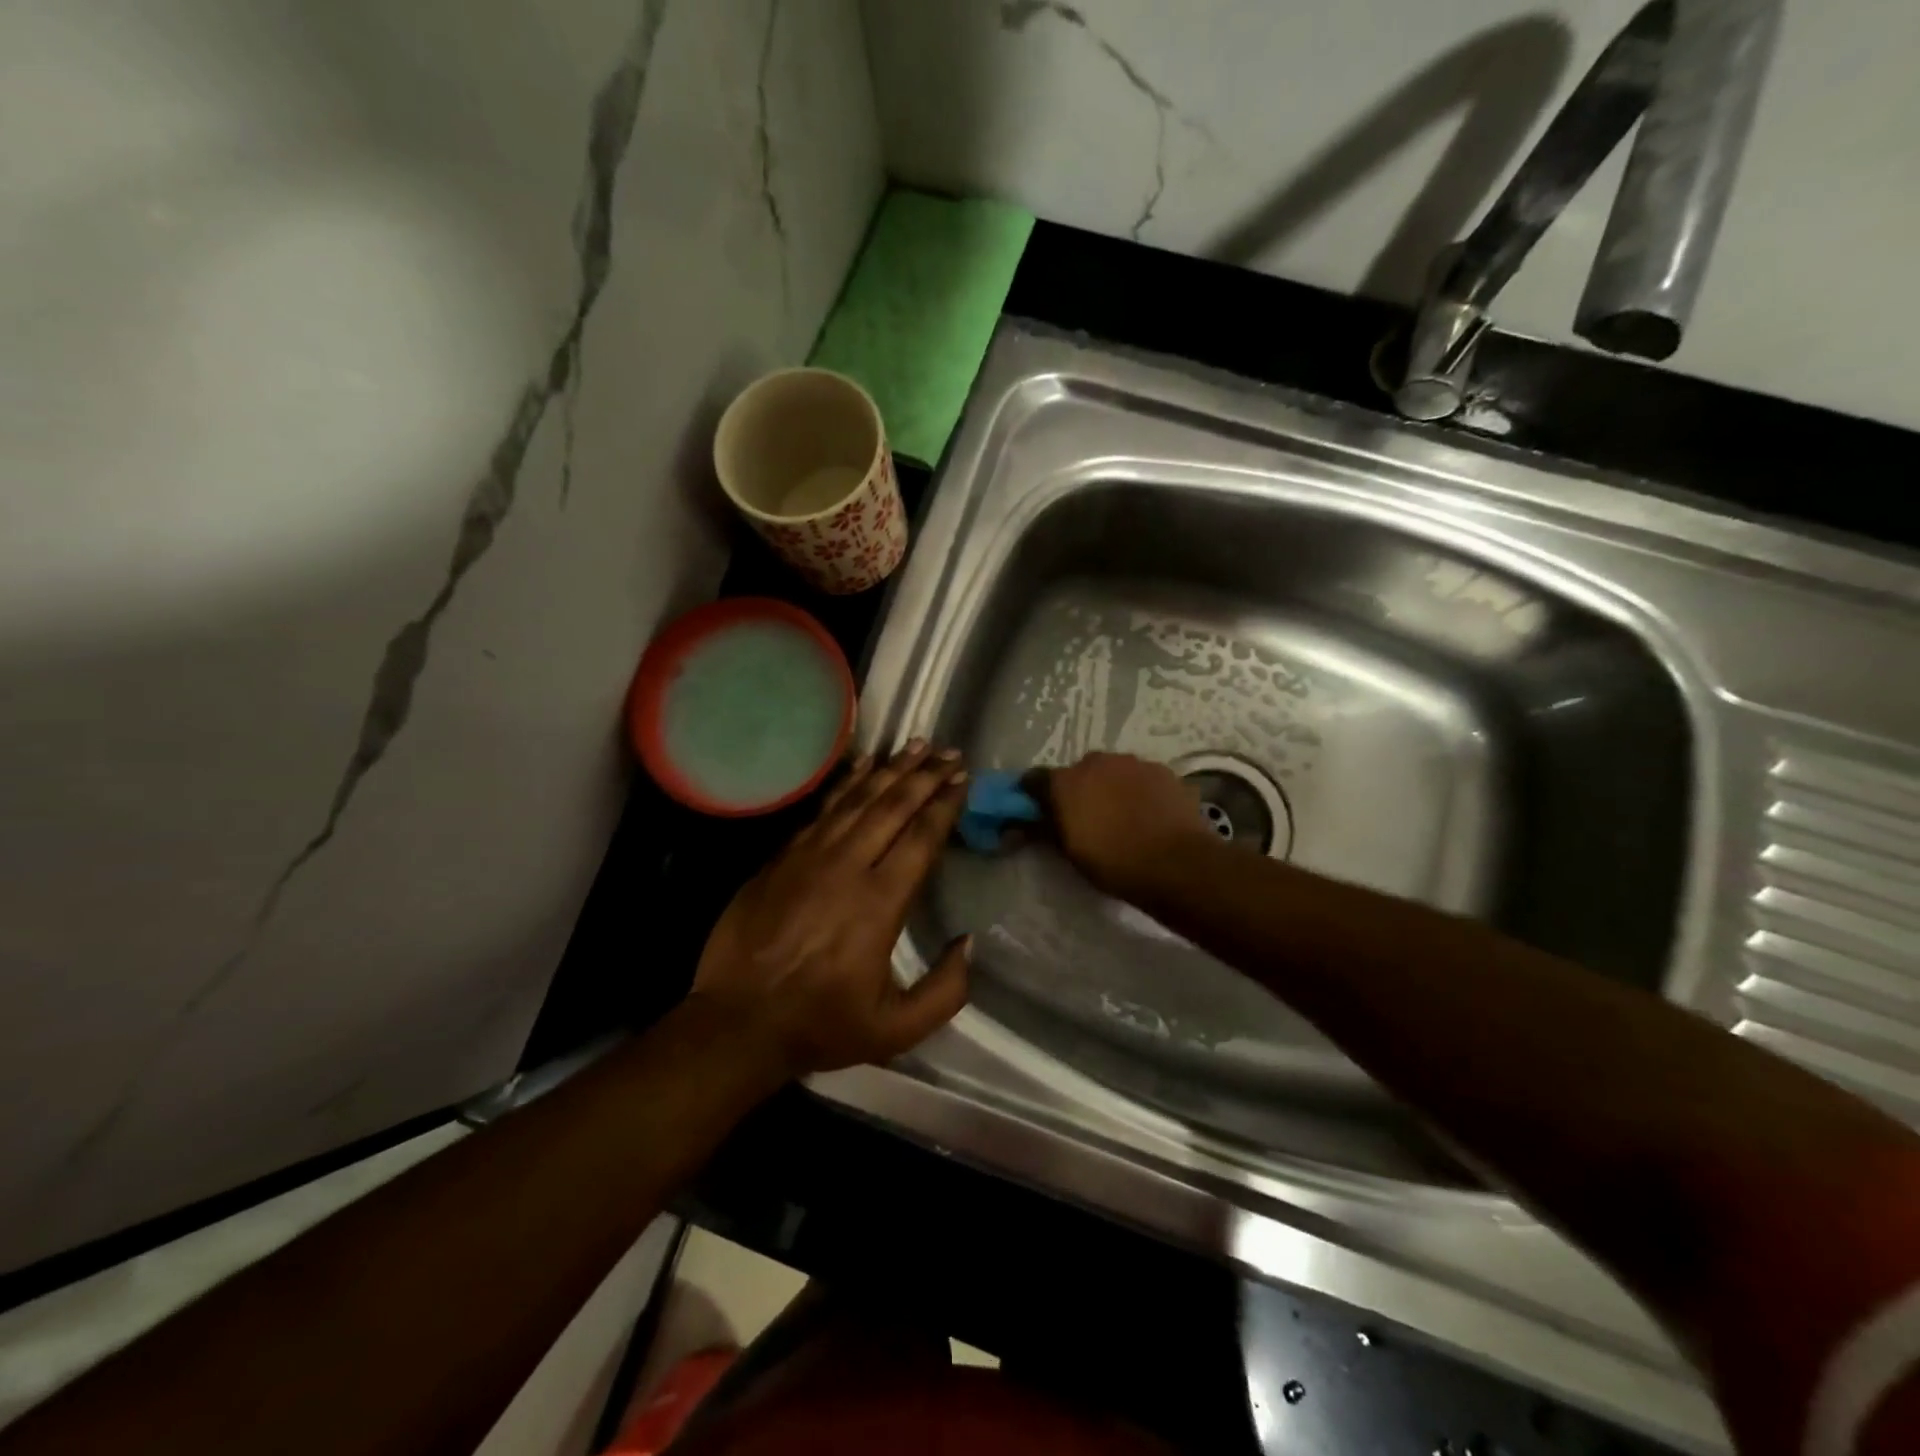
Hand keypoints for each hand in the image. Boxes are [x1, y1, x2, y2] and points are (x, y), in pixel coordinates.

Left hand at [689, 742, 972, 1078]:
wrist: (738, 1022)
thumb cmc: (821, 1024)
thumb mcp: (896, 1029)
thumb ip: (945, 990)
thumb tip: (968, 943)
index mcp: (880, 903)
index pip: (920, 838)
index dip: (944, 805)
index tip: (962, 779)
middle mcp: (847, 866)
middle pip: (892, 806)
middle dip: (924, 776)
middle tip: (948, 751)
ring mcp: (810, 856)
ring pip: (857, 799)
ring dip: (890, 770)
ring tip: (914, 745)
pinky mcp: (782, 856)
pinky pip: (822, 808)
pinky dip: (845, 783)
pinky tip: (862, 765)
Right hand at [1035, 752, 1212, 900]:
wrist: (1178, 864)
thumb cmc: (1115, 863)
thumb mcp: (1071, 853)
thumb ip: (1045, 830)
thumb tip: (1023, 823)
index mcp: (1066, 782)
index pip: (1035, 779)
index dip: (1035, 794)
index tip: (1039, 810)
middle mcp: (1096, 763)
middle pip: (1078, 771)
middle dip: (1079, 789)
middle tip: (1087, 817)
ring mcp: (1133, 763)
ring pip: (1113, 771)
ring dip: (1111, 787)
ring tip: (1123, 816)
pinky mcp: (1163, 771)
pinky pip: (1142, 777)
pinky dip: (1140, 791)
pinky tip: (1149, 814)